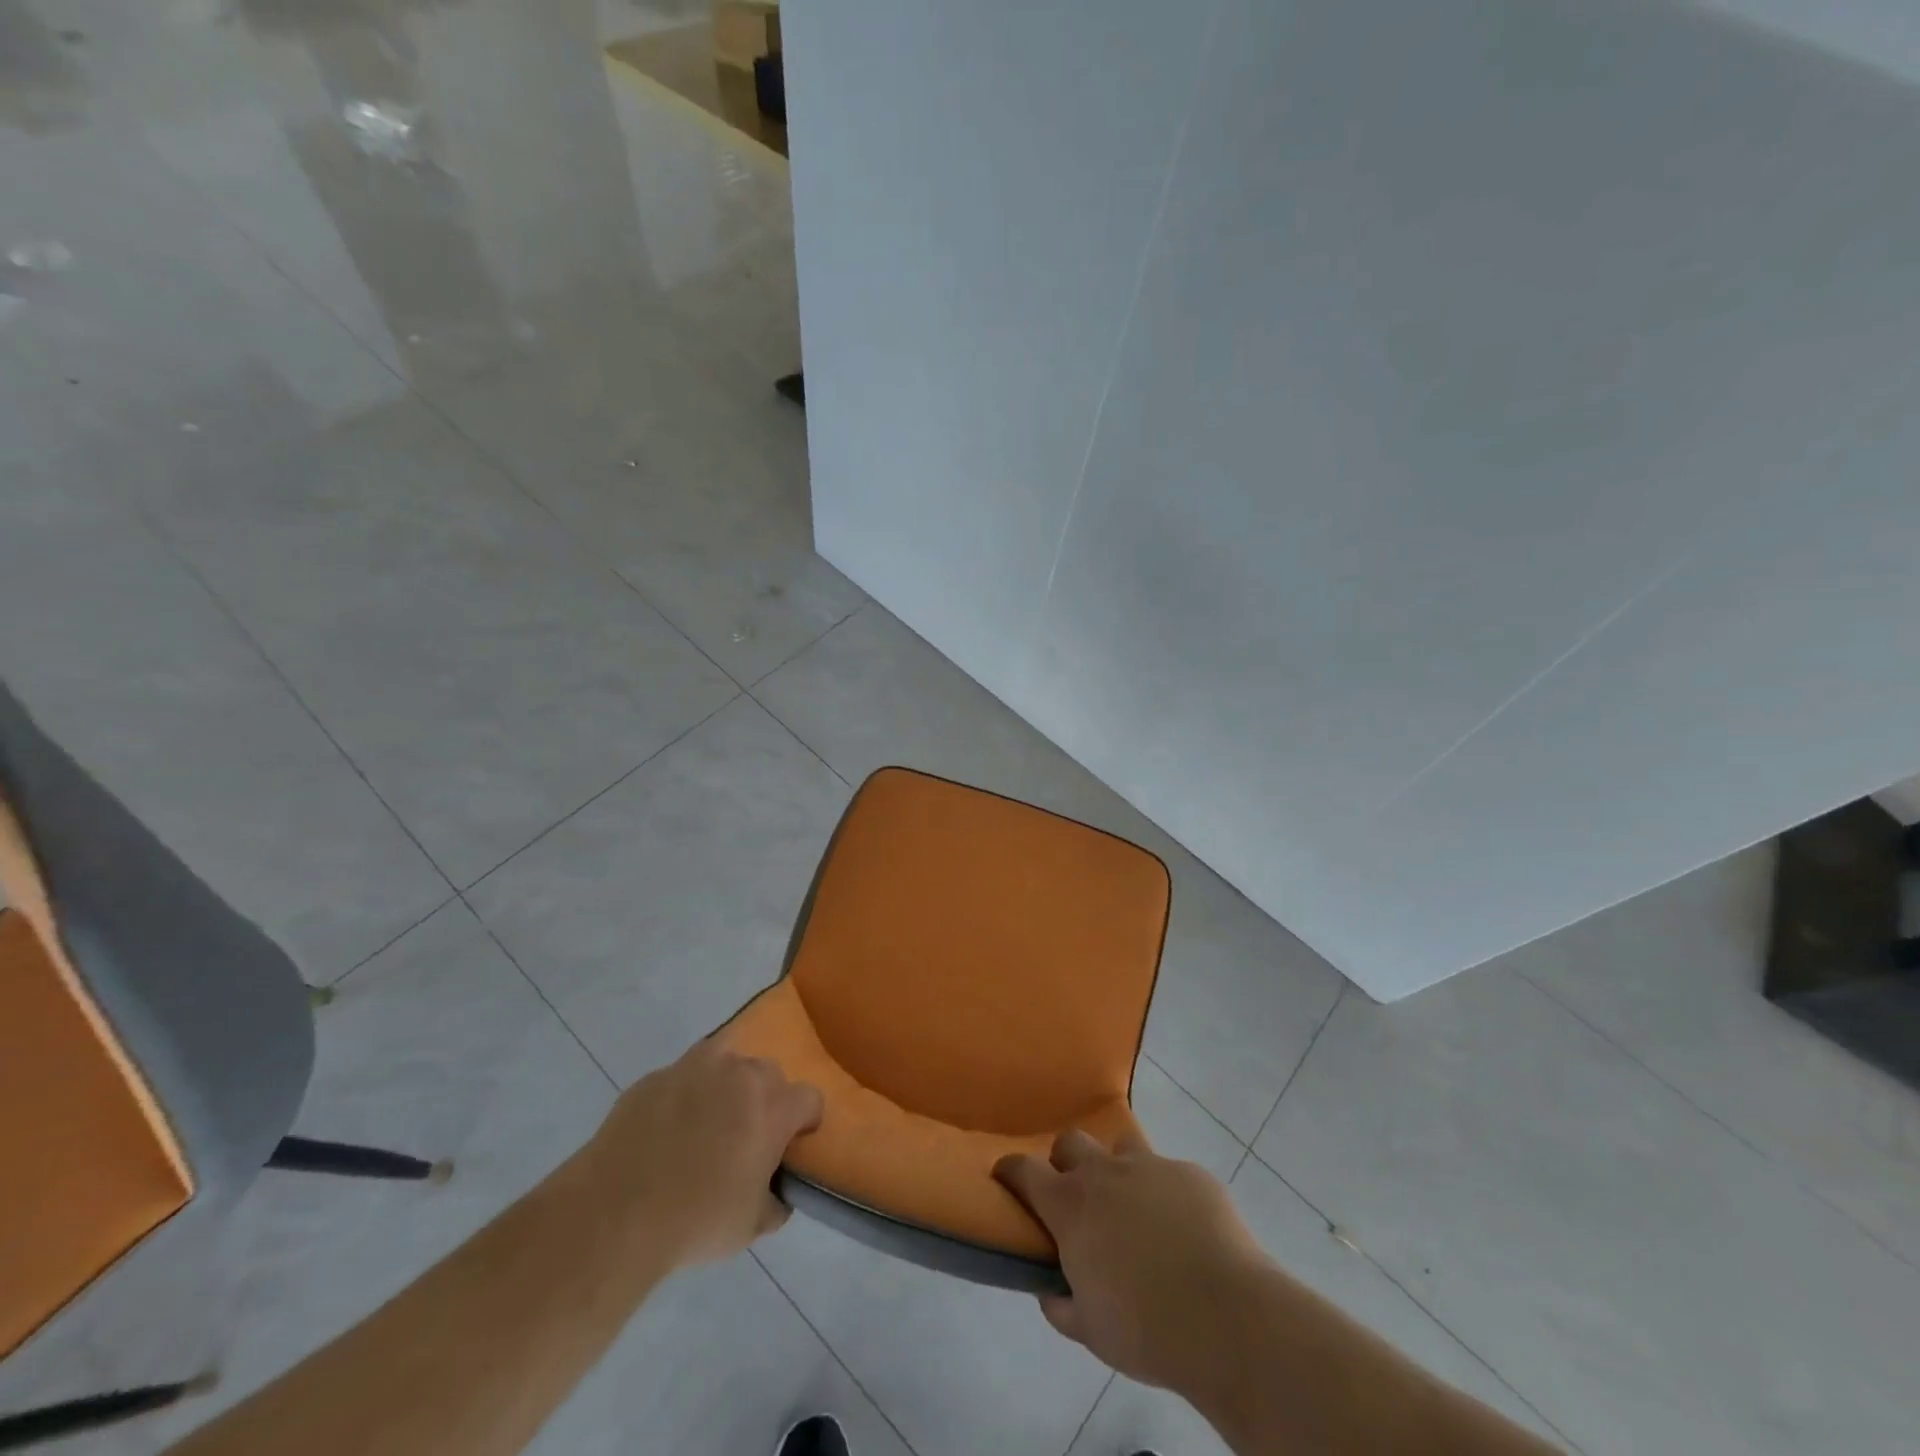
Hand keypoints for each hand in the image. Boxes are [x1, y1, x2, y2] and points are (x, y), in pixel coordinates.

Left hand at [581, 1040, 821, 1267]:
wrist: (616, 1213)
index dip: (805, 1122)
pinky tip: (664, 1131)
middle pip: (768, 1074)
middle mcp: (741, 1073)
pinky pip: (681, 1078)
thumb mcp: (751, 1226)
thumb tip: (777, 1194)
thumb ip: (775, 1202)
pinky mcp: (655, 1076)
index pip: (810, 1098)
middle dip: (764, 1099)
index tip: (791, 1145)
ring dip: (725, 1086)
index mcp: (773, 1106)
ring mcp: (695, 1068)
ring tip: (705, 1123)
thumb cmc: (696, 1221)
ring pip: (725, 1062)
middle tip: (745, 1137)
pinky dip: (682, 1096)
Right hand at [995, 1129, 1269, 1395]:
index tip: (1006, 1176)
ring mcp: (1151, 1166)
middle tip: (1076, 1196)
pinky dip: (1166, 1194)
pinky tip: (1182, 1229)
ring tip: (1132, 1205)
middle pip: (1071, 1142)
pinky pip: (1169, 1173)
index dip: (1011, 1170)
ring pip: (1122, 1147)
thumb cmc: (1146, 1329)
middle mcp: (1105, 1173)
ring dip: (1117, 1170)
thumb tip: (1051, 1291)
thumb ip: (1062, 1304)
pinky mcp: (1191, 1173)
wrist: (1227, 1318)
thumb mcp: (1090, 1330)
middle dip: (1065, 1161)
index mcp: (1071, 1206)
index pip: (1025, 1170)